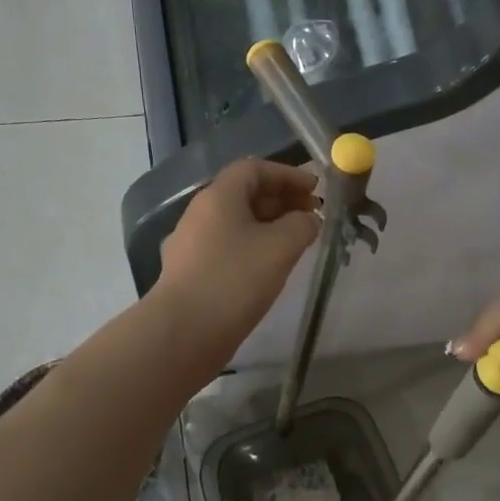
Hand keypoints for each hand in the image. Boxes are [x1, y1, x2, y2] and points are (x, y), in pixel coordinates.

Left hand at [155, 159, 319, 353]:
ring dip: (270, 225)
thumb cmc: (235, 280)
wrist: (184, 332)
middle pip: (245, 194)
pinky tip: (272, 267)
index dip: (288, 174)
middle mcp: (200, 214)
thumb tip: (308, 219)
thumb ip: (302, 225)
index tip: (315, 189)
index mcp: (219, 197)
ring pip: (237, 223)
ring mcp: (192, 245)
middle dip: (282, 200)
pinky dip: (255, 247)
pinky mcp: (192, 273)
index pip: (254, 169)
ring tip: (298, 242)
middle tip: (313, 215)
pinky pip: (229, 247)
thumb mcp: (281, 247)